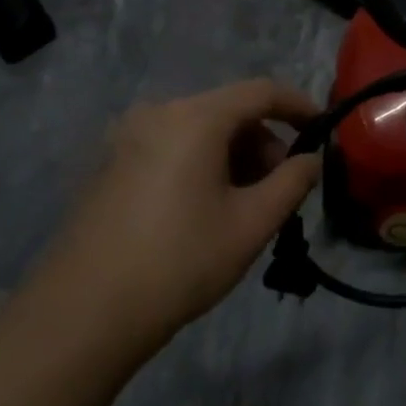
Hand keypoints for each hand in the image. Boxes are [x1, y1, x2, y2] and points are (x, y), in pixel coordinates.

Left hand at [38, 80, 321, 347]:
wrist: (83, 313)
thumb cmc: (180, 261)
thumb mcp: (251, 224)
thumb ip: (292, 182)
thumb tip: (311, 159)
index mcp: (194, 118)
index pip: (261, 91)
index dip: (298, 105)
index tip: (323, 129)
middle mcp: (157, 113)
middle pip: (227, 110)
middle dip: (263, 141)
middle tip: (278, 188)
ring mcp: (126, 137)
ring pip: (198, 130)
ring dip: (232, 156)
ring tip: (242, 205)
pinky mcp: (108, 164)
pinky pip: (169, 147)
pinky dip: (199, 164)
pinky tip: (203, 209)